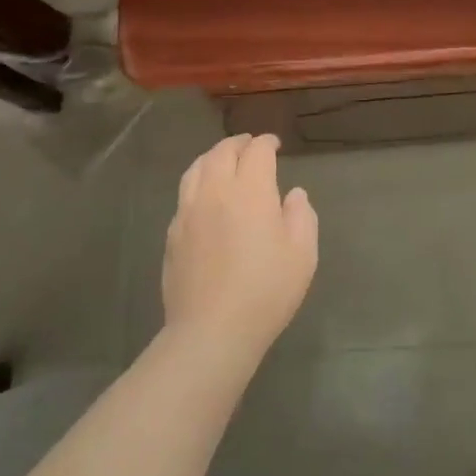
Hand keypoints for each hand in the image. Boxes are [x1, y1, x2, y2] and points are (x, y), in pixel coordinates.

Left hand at [162, 134, 317, 367]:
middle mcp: (215, 191)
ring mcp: (188, 211)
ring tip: (222, 160)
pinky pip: (184, 194)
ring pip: (196, 168)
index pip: (257, 151)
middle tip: (249, 145)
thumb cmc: (266, 291)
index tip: (275, 145)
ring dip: (213, 157)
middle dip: (238, 144)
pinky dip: (198, 182)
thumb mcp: (302, 254)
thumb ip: (301, 215)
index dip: (267, 143)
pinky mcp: (172, 234)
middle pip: (222, 152)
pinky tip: (204, 196)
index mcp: (250, 190)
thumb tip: (293, 194)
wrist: (211, 331)